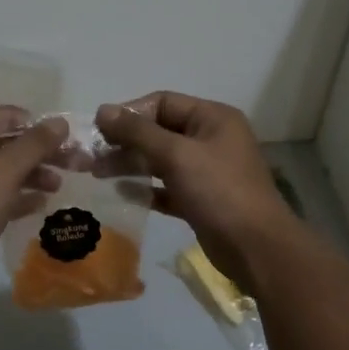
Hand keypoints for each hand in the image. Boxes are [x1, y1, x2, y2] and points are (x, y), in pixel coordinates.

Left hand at [0, 107, 67, 305]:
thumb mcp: (4, 171)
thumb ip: (35, 144)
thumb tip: (60, 122)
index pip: (6, 116)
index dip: (40, 126)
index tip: (69, 141)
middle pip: (4, 143)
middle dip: (39, 153)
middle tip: (74, 165)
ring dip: (29, 175)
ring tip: (58, 187)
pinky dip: (13, 196)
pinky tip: (38, 205)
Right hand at [95, 92, 301, 287]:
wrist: (256, 247)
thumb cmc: (219, 191)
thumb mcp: (176, 155)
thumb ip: (138, 132)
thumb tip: (102, 110)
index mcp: (212, 118)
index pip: (163, 102)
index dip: (130, 113)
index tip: (98, 130)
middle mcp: (211, 139)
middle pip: (160, 131)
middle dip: (126, 141)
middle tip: (92, 156)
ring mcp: (207, 171)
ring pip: (161, 160)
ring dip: (131, 164)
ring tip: (98, 174)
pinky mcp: (201, 199)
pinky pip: (167, 187)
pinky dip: (146, 189)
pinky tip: (122, 194)